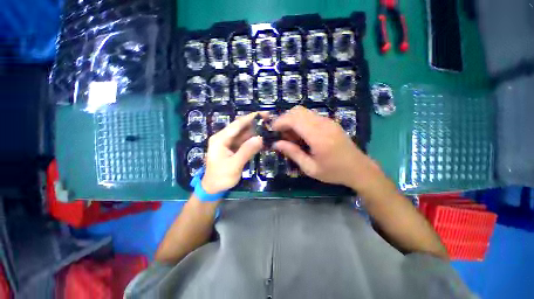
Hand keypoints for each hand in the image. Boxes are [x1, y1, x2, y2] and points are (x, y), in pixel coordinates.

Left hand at [201, 112, 263, 193]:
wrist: (213, 188)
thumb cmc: (221, 177)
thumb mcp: (234, 165)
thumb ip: (246, 151)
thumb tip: (260, 138)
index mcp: (220, 139)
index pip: (237, 124)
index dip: (251, 118)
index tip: (264, 114)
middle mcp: (224, 137)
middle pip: (241, 127)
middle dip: (255, 123)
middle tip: (269, 121)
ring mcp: (229, 142)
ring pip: (244, 133)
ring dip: (255, 131)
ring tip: (268, 128)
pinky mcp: (233, 148)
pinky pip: (244, 141)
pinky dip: (253, 139)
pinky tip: (262, 139)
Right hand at [272, 106, 383, 190]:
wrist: (359, 169)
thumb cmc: (334, 172)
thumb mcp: (310, 168)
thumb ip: (293, 153)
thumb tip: (276, 143)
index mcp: (318, 136)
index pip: (294, 119)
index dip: (279, 122)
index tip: (272, 130)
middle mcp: (323, 124)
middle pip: (297, 111)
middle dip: (284, 119)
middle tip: (280, 134)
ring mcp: (328, 121)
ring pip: (303, 111)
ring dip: (292, 120)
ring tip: (289, 136)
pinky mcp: (330, 122)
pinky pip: (310, 115)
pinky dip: (300, 121)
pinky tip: (301, 135)